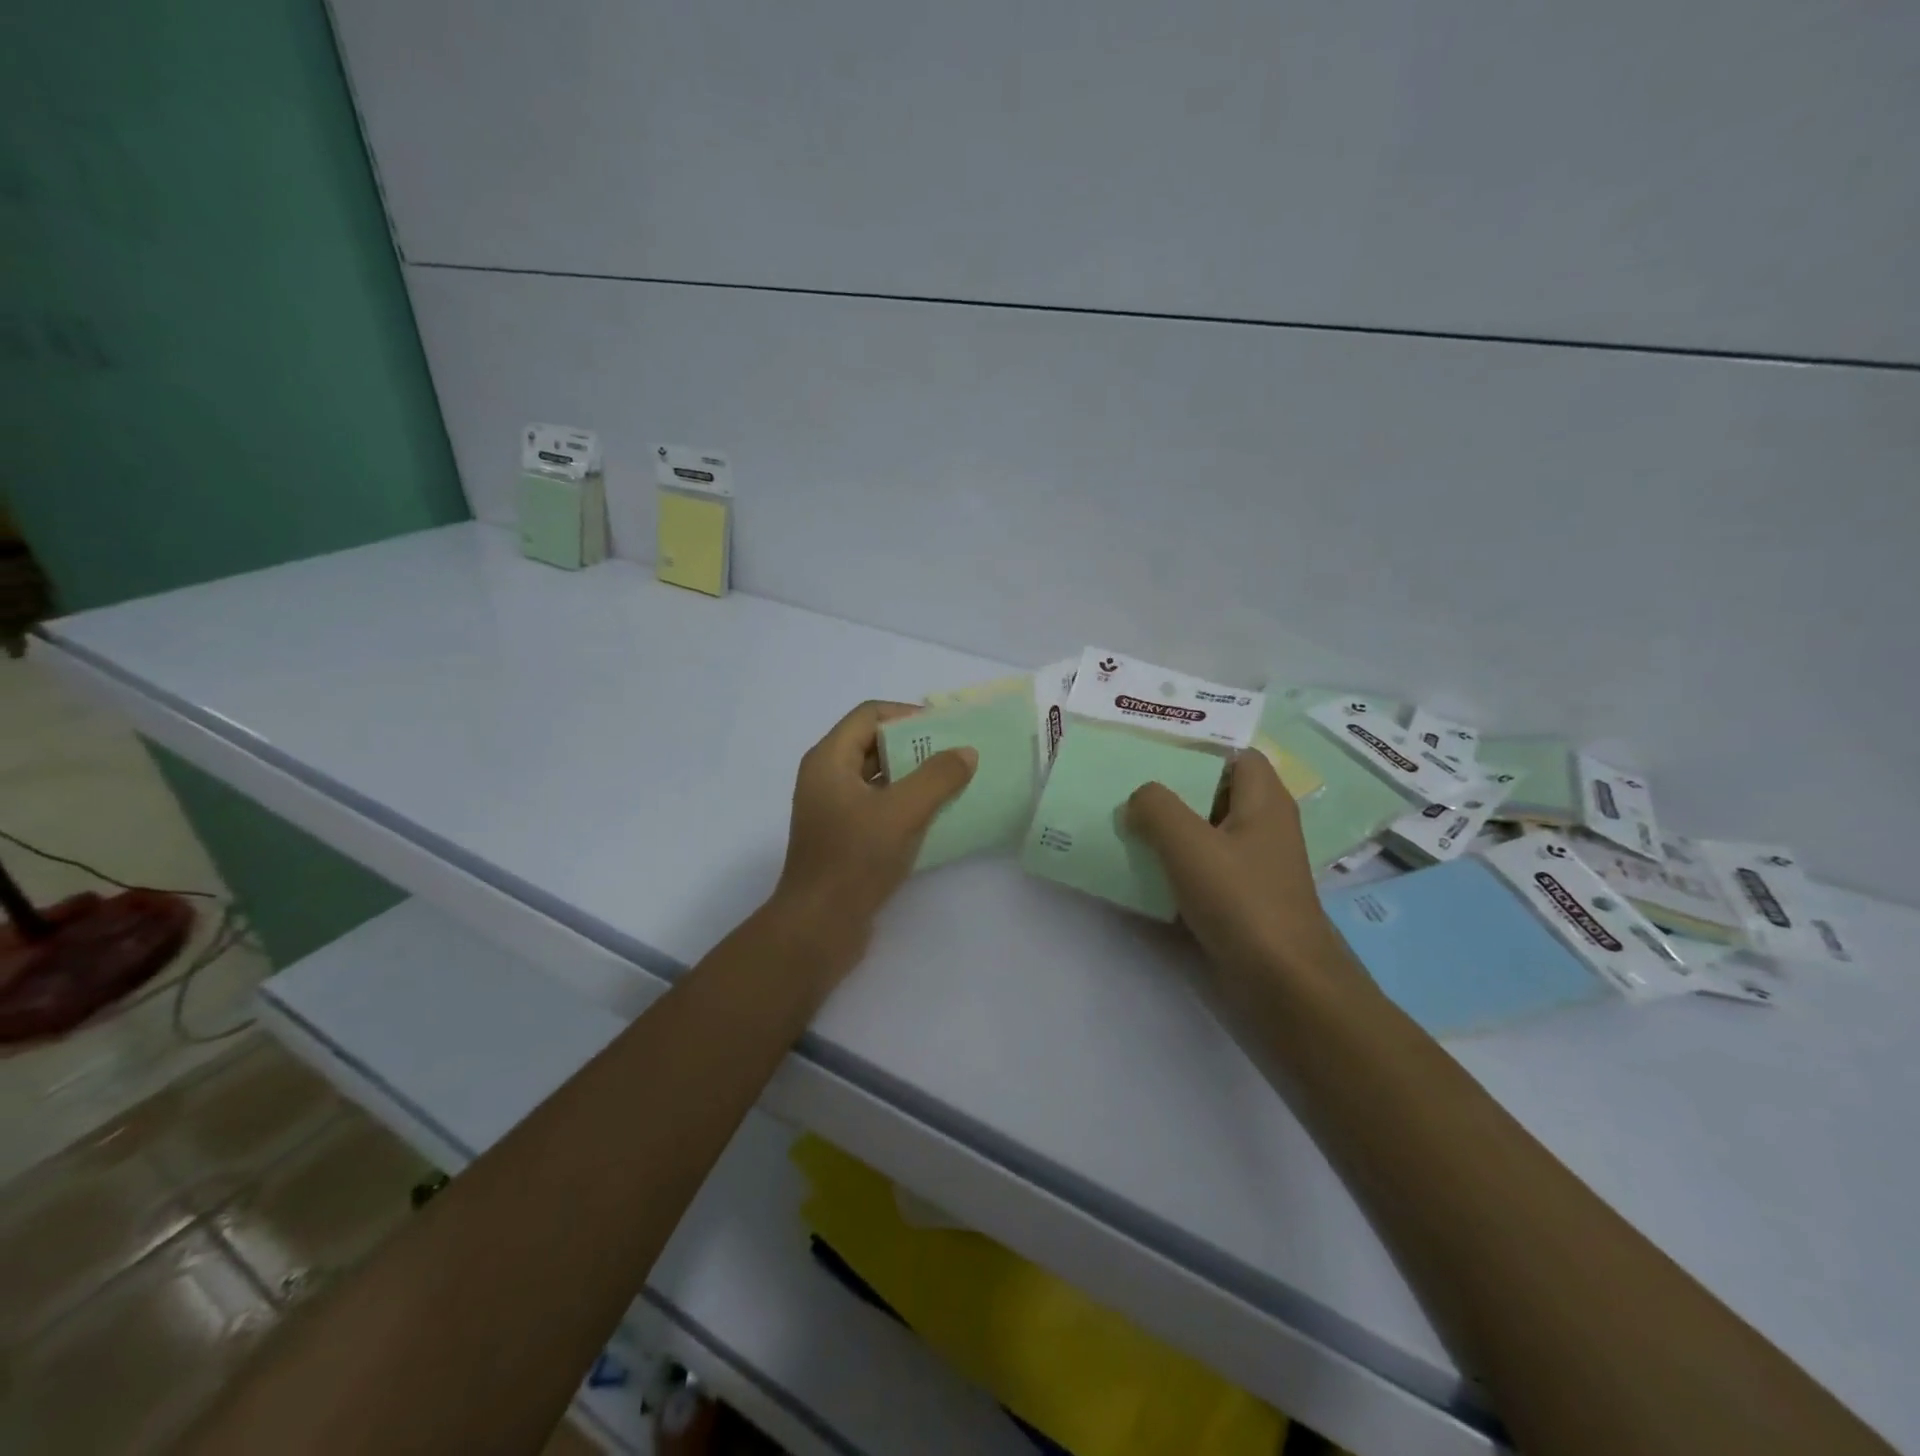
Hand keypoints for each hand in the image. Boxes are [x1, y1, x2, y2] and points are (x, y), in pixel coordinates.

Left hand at [770, 700, 977, 963]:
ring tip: (953, 783)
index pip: (870, 715)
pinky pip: (877, 806)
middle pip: (873, 743)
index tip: (946, 730)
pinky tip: (935, 816)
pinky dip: (904, 803)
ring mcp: (833, 809)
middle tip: (956, 755)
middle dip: (916, 746)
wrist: (818, 927)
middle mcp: (826, 777)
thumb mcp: (902, 812)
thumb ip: (938, 777)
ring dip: (913, 776)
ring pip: (878, 777)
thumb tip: (965, 752)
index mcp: (829, 760)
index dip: (908, 715)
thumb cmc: (855, 860)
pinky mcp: (843, 837)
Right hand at [1126, 749, 1354, 986]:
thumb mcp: (1190, 844)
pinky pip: (1197, 870)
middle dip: (1169, 789)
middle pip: (1212, 793)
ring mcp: (1249, 867)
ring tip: (1119, 824)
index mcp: (1264, 802)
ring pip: (1201, 834)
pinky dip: (1169, 866)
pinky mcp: (1236, 902)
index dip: (1197, 746)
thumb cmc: (1242, 902)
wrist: (1282, 987)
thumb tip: (1138, 798)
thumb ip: (1157, 808)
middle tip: (1122, 785)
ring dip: (1164, 830)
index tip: (1150, 750)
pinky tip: (1134, 870)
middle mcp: (1260, 828)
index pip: (1235, 754)